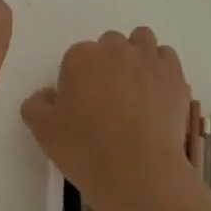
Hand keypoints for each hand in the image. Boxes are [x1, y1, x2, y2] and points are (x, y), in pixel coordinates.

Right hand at [20, 27, 196, 210]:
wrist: (137, 170)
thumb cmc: (85, 149)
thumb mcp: (43, 132)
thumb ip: (36, 105)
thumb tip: (47, 95)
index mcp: (81, 57)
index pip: (77, 56)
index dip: (79, 79)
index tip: (83, 103)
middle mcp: (115, 49)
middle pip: (110, 44)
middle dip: (108, 63)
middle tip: (109, 97)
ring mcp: (148, 59)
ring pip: (141, 40)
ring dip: (136, 55)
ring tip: (136, 87)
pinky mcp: (174, 75)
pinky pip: (166, 58)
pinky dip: (161, 68)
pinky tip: (157, 92)